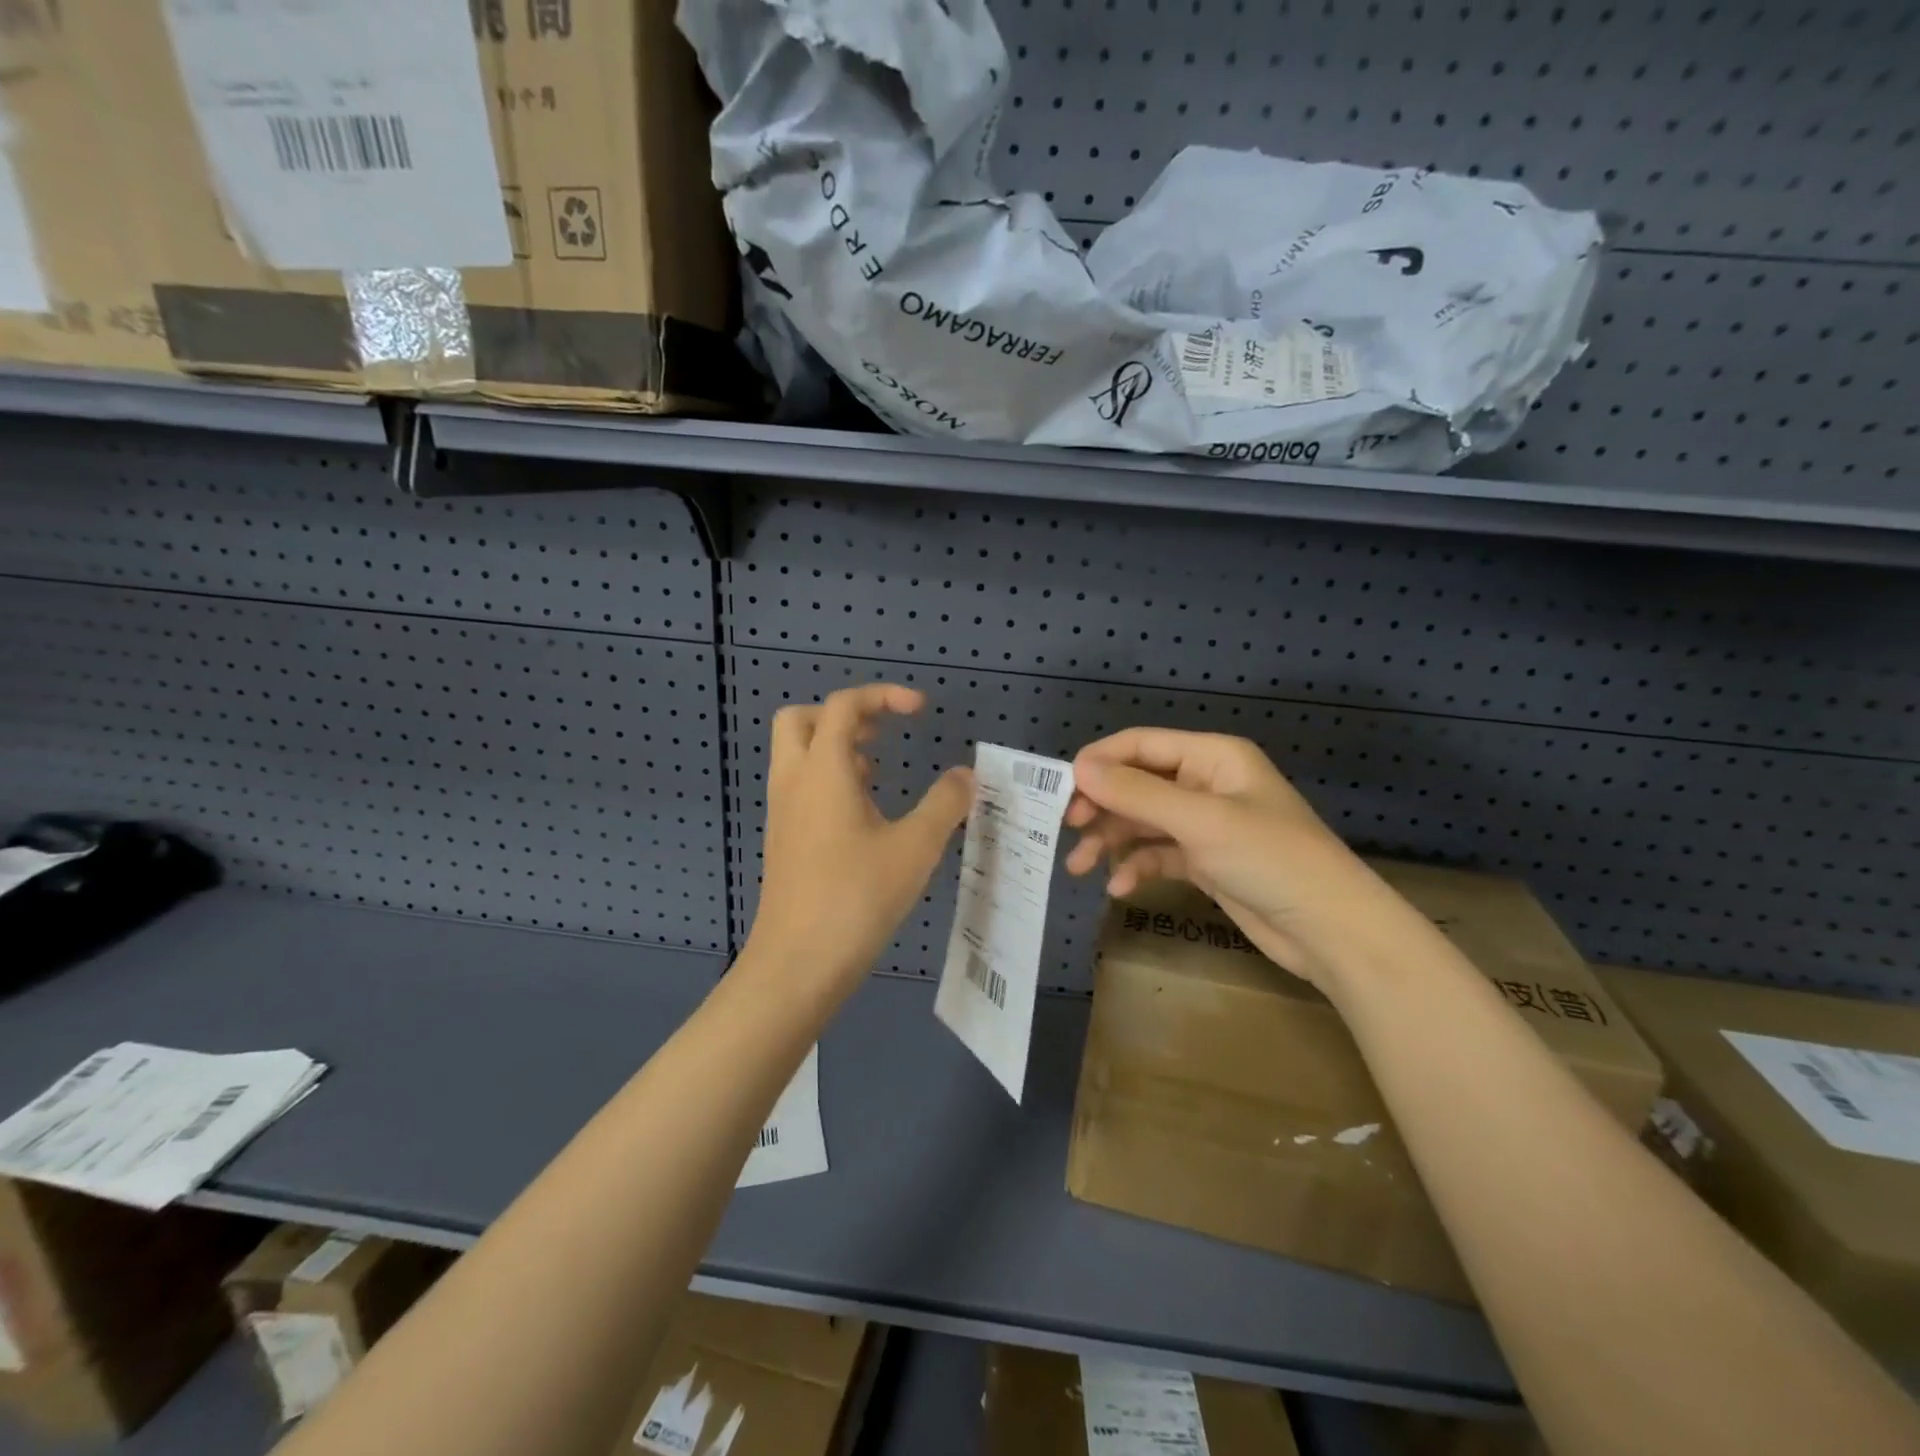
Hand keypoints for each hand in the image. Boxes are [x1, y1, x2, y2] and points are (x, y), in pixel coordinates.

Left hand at [744, 685, 971, 1000]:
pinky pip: (800, 787)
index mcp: (822, 770)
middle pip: (801, 719)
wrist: (798, 963)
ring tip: (879, 773)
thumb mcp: (915, 847)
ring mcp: (783, 812)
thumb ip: (946, 803)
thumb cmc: (857, 897)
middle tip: (882, 735)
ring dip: (836, 748)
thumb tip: (966, 775)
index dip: (883, 695)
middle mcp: (794, 781)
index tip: (920, 710)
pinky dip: (829, 780)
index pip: (844, 705)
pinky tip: (865, 815)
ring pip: (798, 755)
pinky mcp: (784, 840)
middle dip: (843, 716)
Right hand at [1065, 728, 1399, 991]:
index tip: (1060, 790)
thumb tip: (1078, 767)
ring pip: (1144, 821)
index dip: (1099, 762)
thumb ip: (1136, 793)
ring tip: (1080, 866)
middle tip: (1066, 829)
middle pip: (1138, 783)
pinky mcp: (1207, 861)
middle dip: (1101, 806)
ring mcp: (1206, 824)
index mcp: (1212, 757)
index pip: (1141, 745)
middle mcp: (1206, 783)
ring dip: (1111, 840)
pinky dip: (1137, 866)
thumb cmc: (1270, 859)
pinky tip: (1119, 887)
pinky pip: (1159, 853)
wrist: (1332, 931)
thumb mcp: (1200, 821)